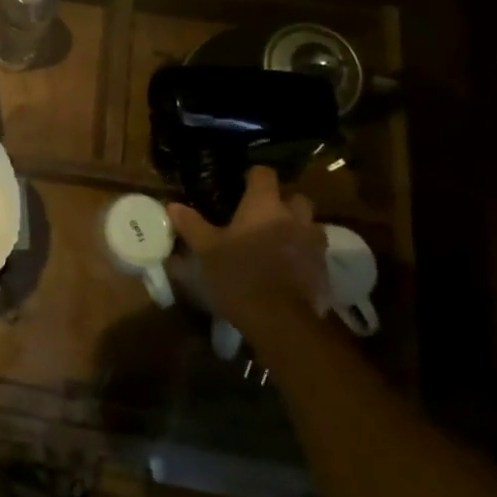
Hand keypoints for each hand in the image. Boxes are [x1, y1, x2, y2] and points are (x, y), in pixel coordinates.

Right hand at [169, 166, 326, 336]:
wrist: (281, 322)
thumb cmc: (239, 276)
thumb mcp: (206, 250)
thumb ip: (191, 224)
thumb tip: (172, 205)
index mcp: (264, 206)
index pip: (264, 174)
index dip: (254, 176)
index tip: (241, 184)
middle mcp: (294, 218)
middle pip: (296, 197)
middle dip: (283, 202)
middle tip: (263, 216)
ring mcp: (313, 244)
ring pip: (310, 225)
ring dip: (298, 229)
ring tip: (279, 242)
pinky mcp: (323, 271)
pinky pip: (315, 253)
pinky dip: (304, 255)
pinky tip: (288, 269)